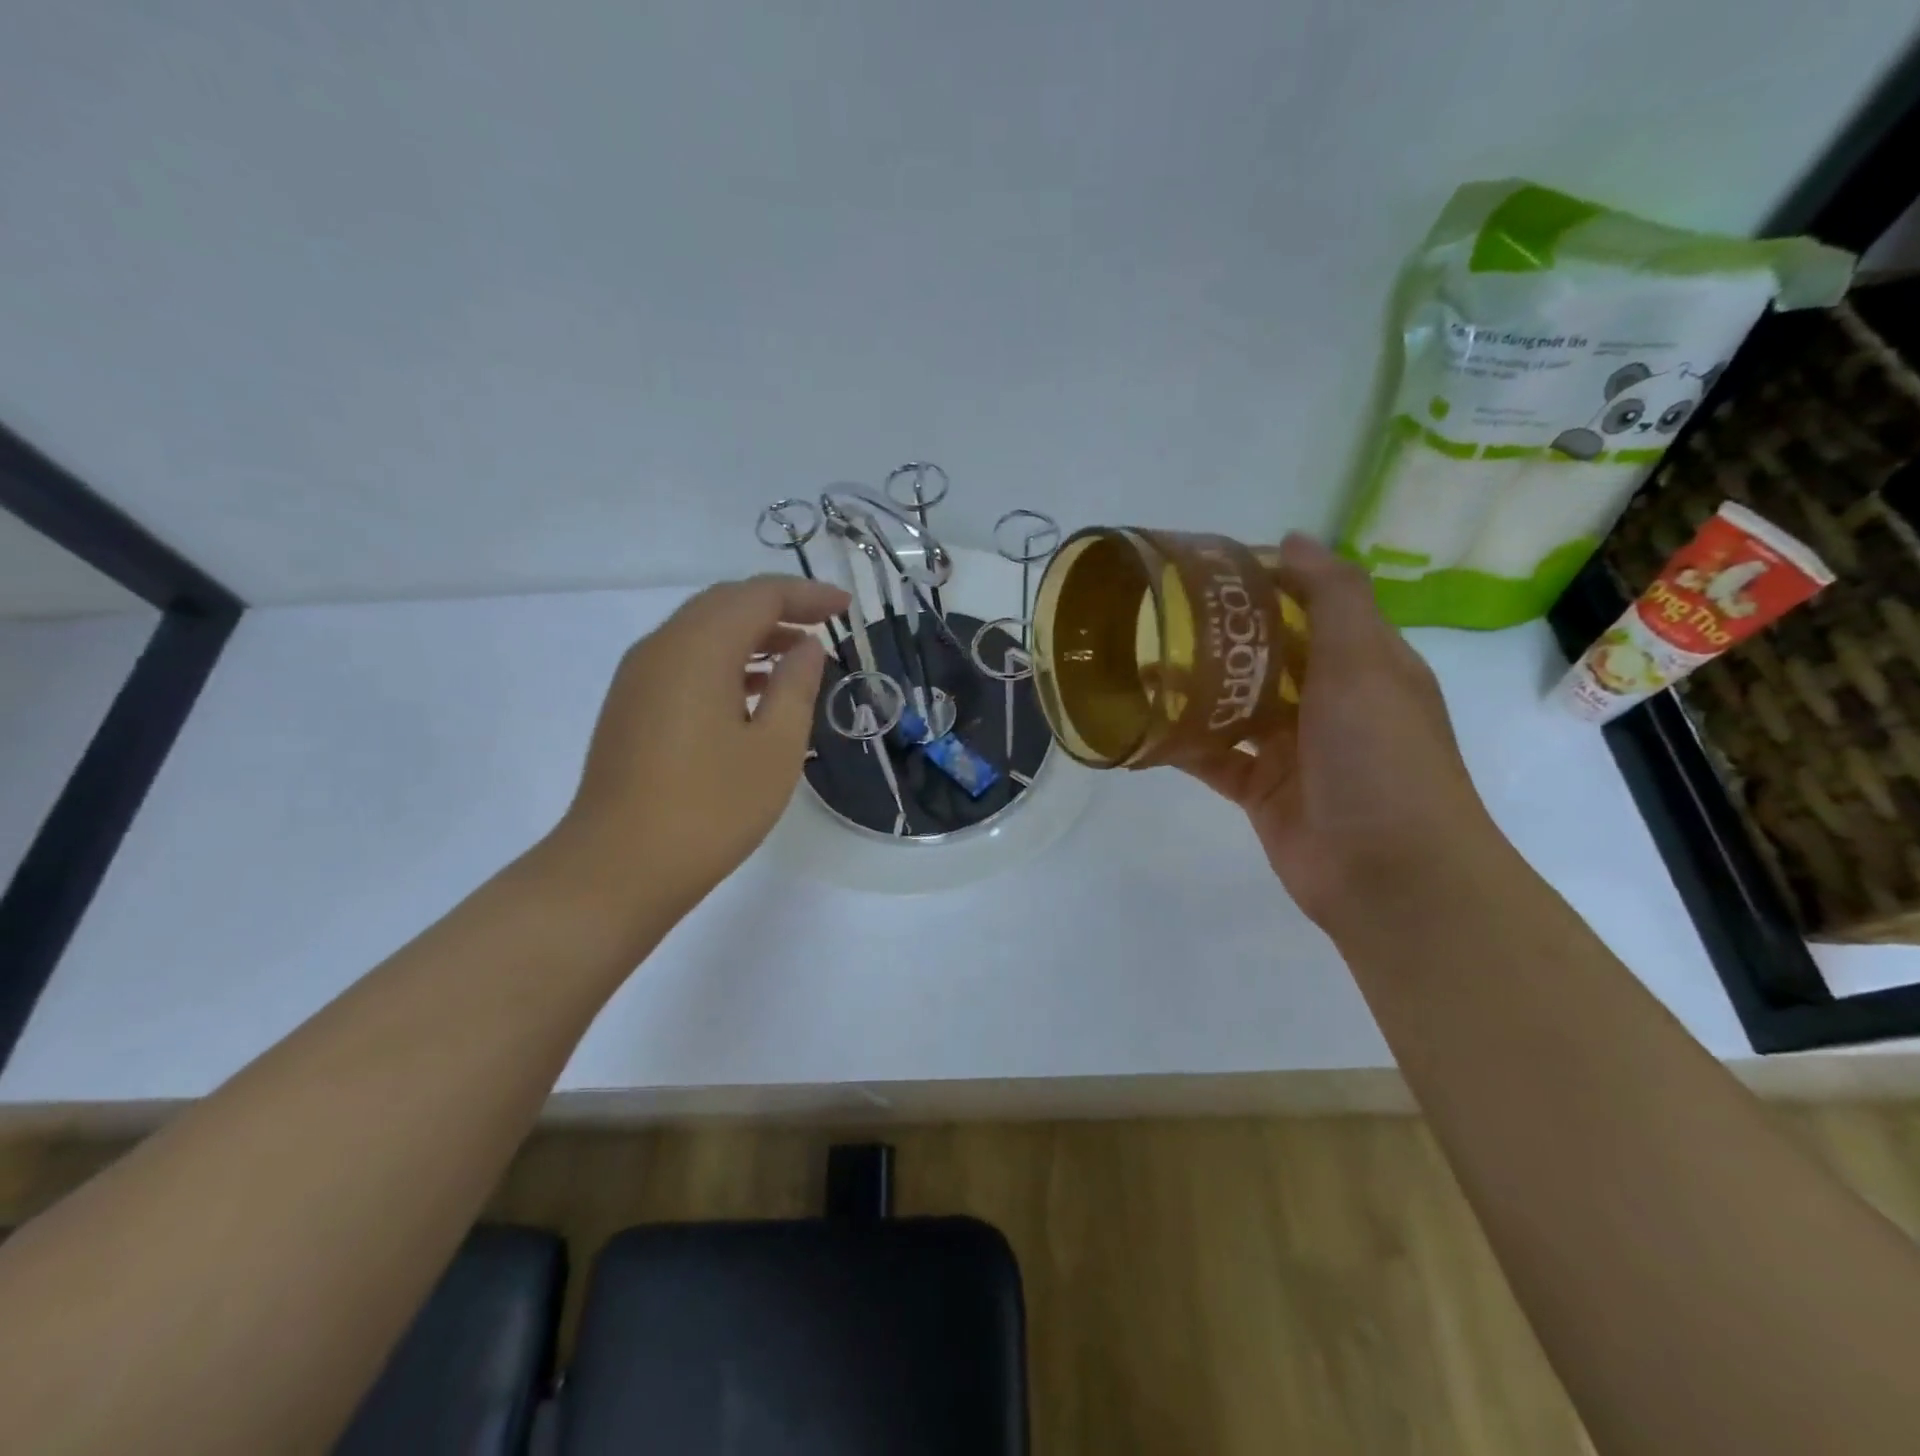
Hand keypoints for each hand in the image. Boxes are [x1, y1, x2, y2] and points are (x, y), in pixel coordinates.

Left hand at [546, 574, 849, 926]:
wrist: (618, 868)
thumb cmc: (710, 809)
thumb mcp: (775, 749)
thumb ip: (796, 687)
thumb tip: (807, 647)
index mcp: (698, 649)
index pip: (757, 596)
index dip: (805, 595)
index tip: (846, 608)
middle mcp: (661, 648)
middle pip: (724, 604)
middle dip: (778, 606)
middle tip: (825, 623)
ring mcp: (638, 677)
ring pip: (702, 631)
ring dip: (752, 633)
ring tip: (798, 656)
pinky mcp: (631, 706)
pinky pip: (684, 660)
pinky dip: (725, 660)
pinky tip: (754, 691)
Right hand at [1175, 535, 1496, 928]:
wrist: (1390, 875)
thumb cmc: (1382, 757)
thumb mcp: (1366, 663)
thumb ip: (1332, 597)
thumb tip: (1293, 537)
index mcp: (1362, 663)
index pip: (1308, 607)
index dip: (1262, 583)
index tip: (1204, 567)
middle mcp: (1327, 702)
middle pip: (1264, 655)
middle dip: (1217, 636)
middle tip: (1155, 613)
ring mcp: (1291, 749)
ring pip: (1232, 706)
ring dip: (1192, 688)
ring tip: (1135, 662)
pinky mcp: (1259, 790)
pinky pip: (1212, 757)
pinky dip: (1180, 744)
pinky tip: (1141, 726)